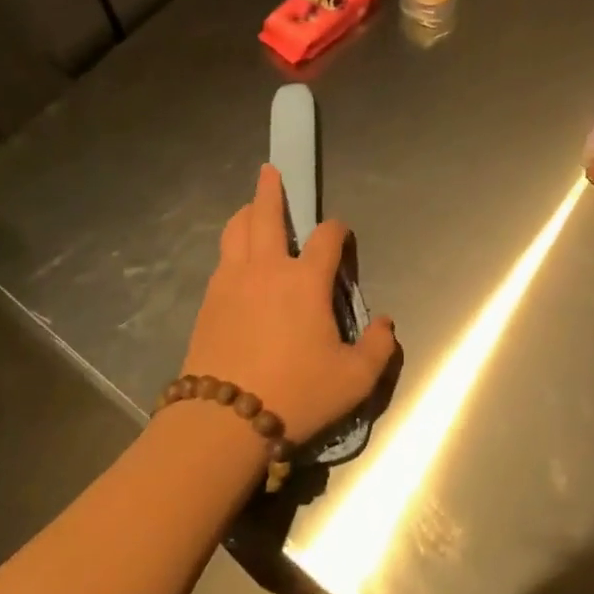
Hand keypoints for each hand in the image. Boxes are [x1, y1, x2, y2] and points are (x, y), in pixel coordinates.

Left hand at [179, 165, 397, 445]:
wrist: (222, 421)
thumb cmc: (296, 395)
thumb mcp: (354, 380)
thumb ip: (378, 348)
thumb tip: (384, 323)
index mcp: (304, 281)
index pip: (326, 238)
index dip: (337, 230)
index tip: (341, 234)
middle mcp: (266, 269)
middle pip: (265, 215)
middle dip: (271, 191)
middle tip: (270, 172)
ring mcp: (231, 282)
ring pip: (235, 232)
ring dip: (246, 214)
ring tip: (251, 209)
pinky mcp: (208, 301)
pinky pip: (222, 260)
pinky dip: (232, 247)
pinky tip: (237, 260)